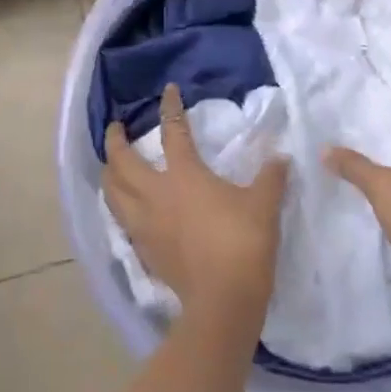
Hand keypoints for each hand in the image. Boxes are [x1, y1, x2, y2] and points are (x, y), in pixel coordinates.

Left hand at [104, 84, 287, 315]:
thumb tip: (282, 157)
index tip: (168, 90)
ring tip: (110, 167)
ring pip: (112, 193)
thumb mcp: (264, 204)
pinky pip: (121, 221)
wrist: (223, 300)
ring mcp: (145, 224)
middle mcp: (156, 194)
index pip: (173, 130)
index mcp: (184, 175)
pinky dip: (118, 207)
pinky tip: (125, 209)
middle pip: (122, 162)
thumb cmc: (242, 243)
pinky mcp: (143, 250)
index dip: (171, 107)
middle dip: (114, 141)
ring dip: (108, 175)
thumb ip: (271, 177)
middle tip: (115, 128)